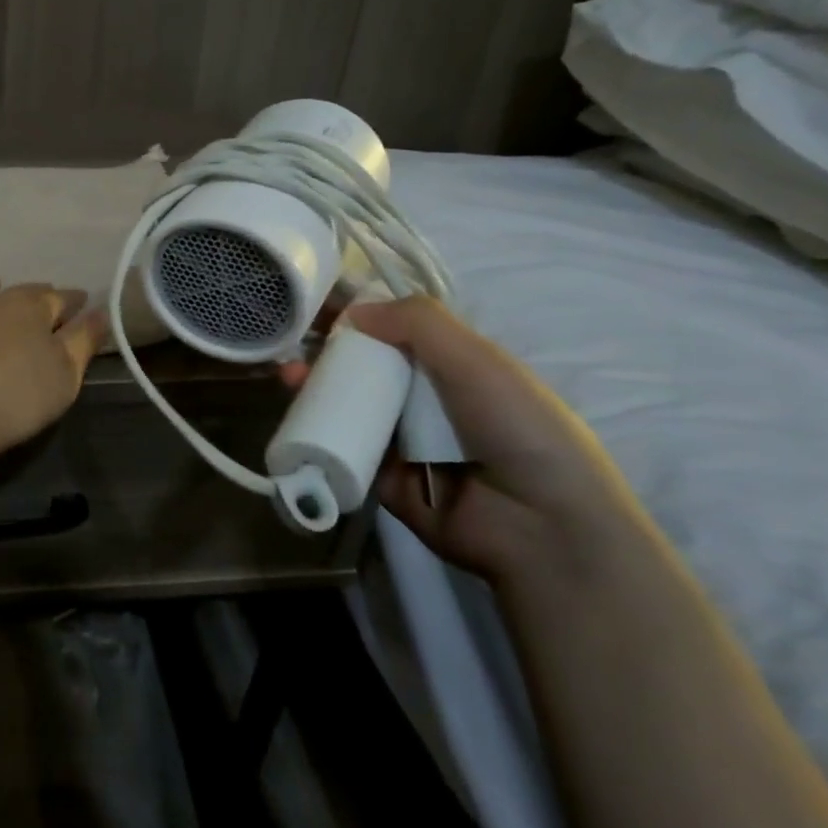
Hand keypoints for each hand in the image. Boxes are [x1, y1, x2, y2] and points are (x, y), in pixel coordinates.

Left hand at [0, 277, 106, 471]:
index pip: (59, 298)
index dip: (73, 300)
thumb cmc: (18, 397)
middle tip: (44, 295)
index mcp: (32, 311)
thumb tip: (101, 312)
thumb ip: (83, 341)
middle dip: (36, 293)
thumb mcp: (66, 374)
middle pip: (19, 293)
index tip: (83, 301)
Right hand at [287, 296, 647, 584]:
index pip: (397, 330)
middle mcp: (425, 399)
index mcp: (454, 366)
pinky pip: (342, 447)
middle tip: (292, 340)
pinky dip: (315, 429)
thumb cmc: (516, 426)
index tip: (319, 301)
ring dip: (313, 385)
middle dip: (326, 350)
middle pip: (364, 365)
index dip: (359, 314)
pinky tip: (292, 410)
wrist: (540, 525)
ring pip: (347, 403)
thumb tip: (353, 310)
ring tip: (287, 373)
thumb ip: (418, 322)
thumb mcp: (477, 359)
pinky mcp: (380, 477)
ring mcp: (401, 439)